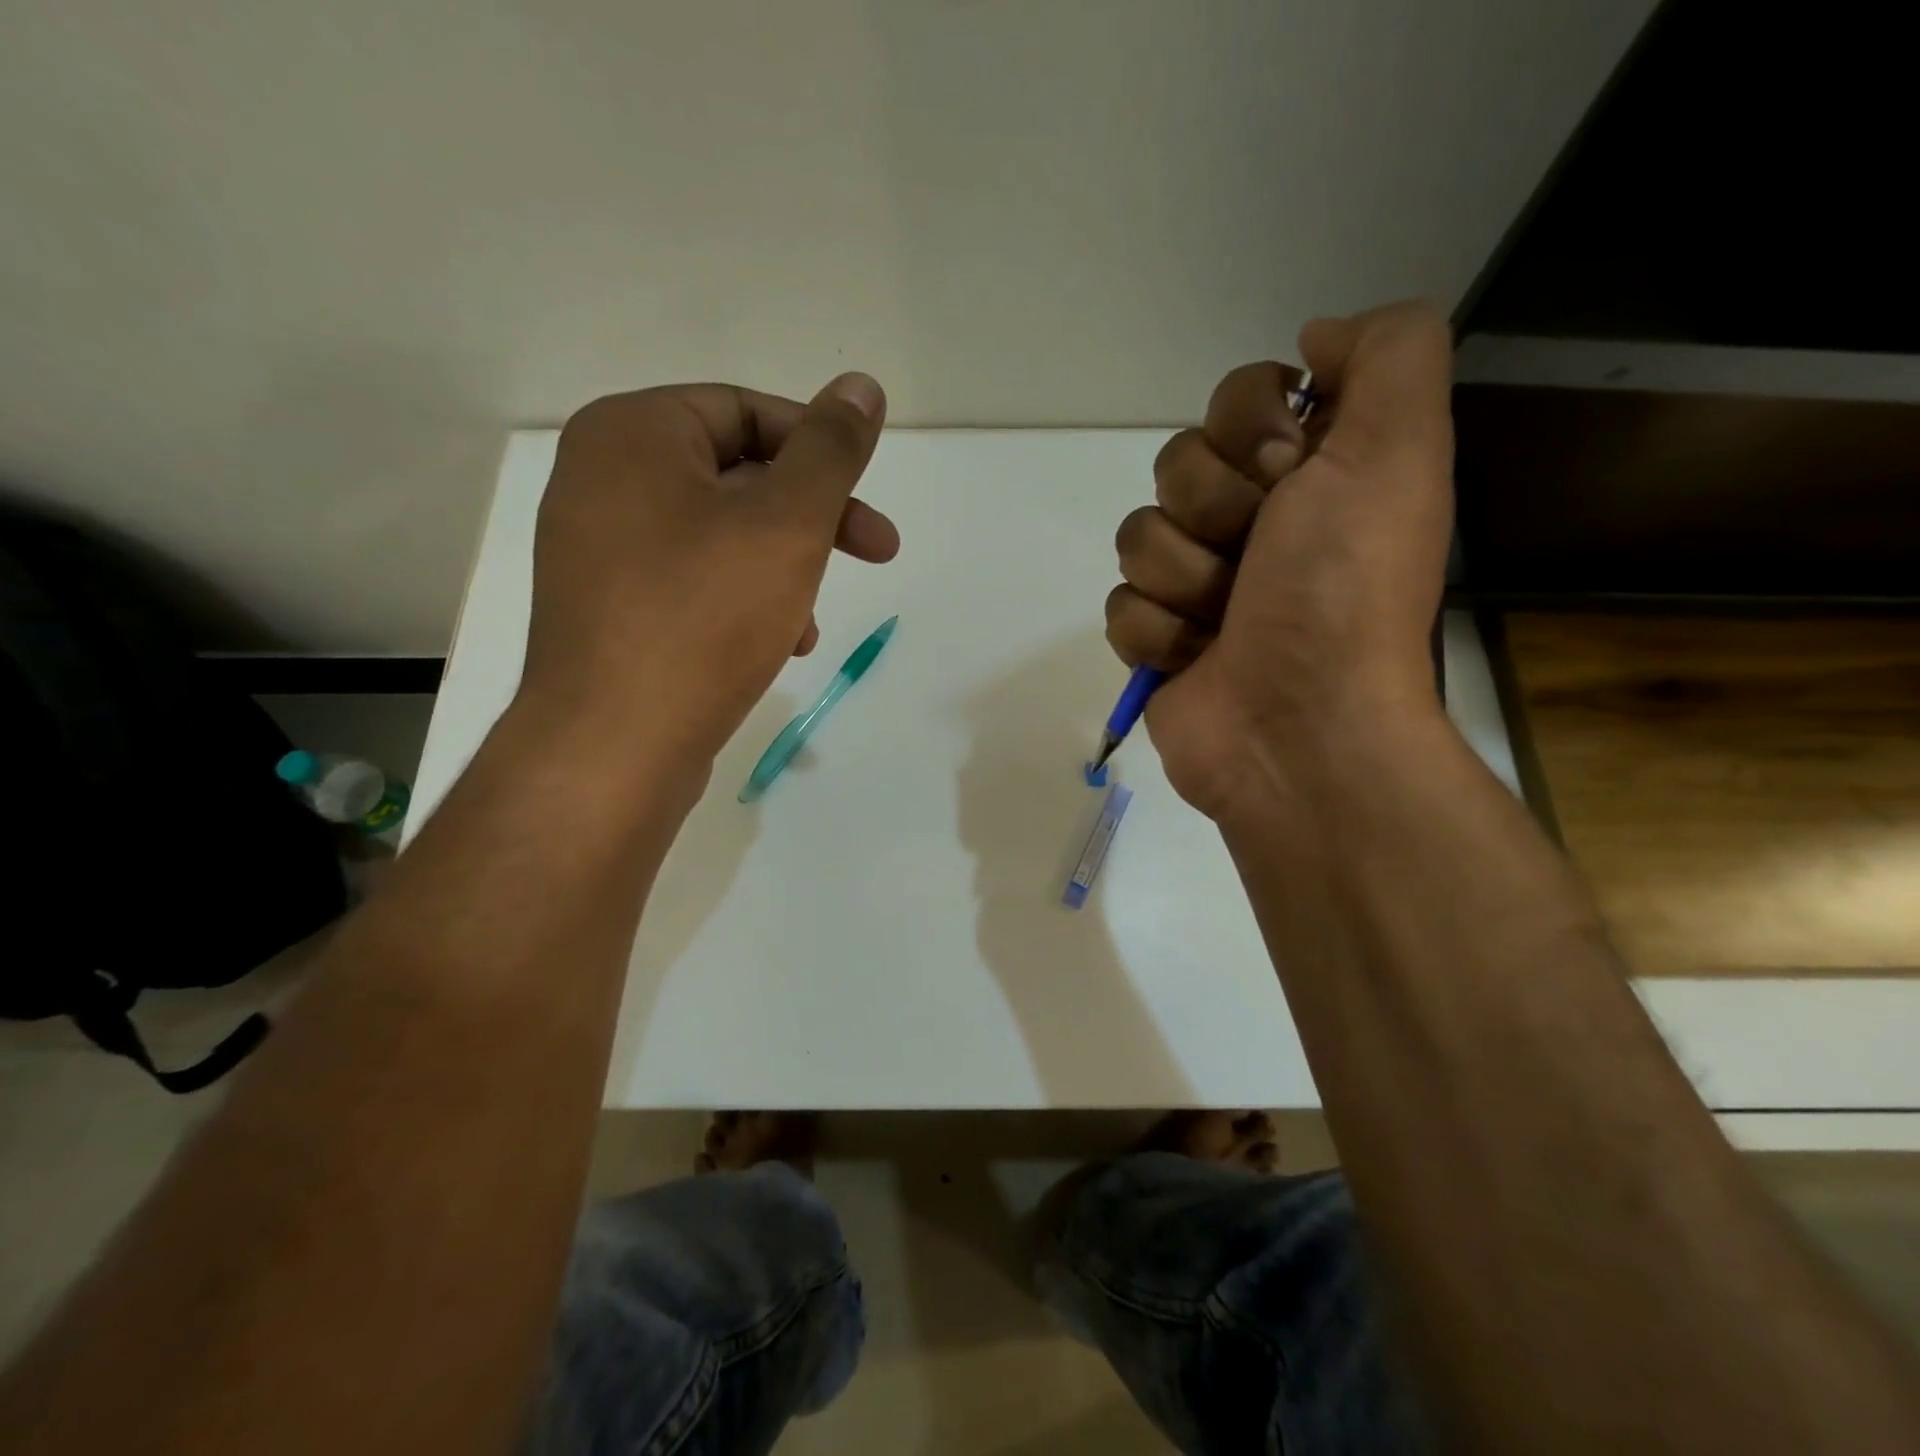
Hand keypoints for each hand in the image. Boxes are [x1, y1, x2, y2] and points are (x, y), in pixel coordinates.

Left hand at [520, 374, 896, 768]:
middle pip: (739, 475)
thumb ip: (830, 450)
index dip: (822, 450)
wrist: (614, 745)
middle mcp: (603, 478)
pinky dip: (746, 601)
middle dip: (813, 519)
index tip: (869, 502)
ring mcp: (599, 548)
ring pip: (723, 535)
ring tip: (812, 623)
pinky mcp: (610, 608)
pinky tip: (778, 646)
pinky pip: (694, 581)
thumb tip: (862, 386)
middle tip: (878, 553)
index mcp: (633, 433)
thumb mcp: (787, 523)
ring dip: (786, 568)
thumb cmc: (704, 617)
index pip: (748, 410)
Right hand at [1106, 302, 1453, 819]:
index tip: (1286, 474)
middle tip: (1258, 560)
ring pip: (1139, 535)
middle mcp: (1256, 521)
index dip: (1249, 429)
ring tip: (1226, 621)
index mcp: (1313, 472)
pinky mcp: (1159, 638)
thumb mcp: (1397, 450)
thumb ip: (1388, 353)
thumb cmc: (1343, 592)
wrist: (1299, 728)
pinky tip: (1196, 659)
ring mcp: (1200, 583)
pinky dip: (1158, 635)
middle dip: (1213, 513)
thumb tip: (1313, 340)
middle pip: (1177, 464)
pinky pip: (1121, 604)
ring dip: (1184, 580)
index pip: (1238, 398)